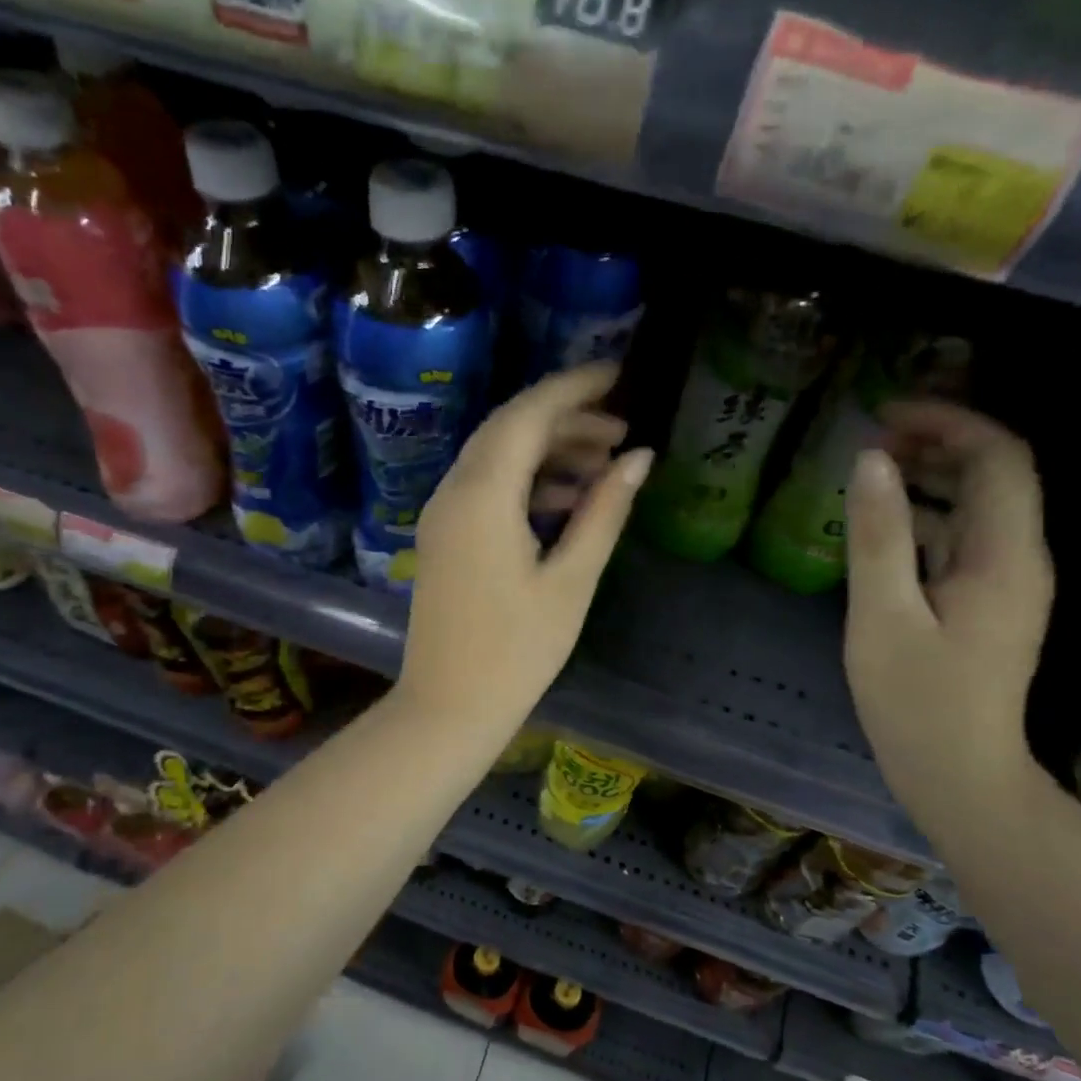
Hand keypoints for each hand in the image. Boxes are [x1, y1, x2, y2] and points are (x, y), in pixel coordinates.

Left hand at [395, 362, 652, 733]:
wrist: (448, 706)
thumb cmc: (517, 652)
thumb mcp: (571, 580)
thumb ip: (603, 512)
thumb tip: (638, 457)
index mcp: (483, 496)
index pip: (528, 414)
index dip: (575, 387)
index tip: (619, 374)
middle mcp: (453, 491)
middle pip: (509, 428)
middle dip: (566, 418)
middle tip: (621, 430)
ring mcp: (442, 514)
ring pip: (496, 457)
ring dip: (547, 451)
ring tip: (604, 464)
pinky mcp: (443, 536)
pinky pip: (485, 487)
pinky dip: (525, 481)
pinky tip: (566, 499)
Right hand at [843, 400, 1053, 834]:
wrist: (958, 774)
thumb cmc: (915, 701)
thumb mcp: (882, 616)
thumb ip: (877, 536)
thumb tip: (871, 459)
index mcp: (1003, 557)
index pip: (998, 458)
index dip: (949, 421)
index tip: (886, 415)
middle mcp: (1018, 559)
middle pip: (995, 474)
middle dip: (938, 442)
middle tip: (871, 439)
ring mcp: (1006, 583)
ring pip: (978, 506)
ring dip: (930, 477)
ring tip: (870, 472)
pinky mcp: (987, 603)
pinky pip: (963, 539)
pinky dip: (926, 517)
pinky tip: (881, 528)